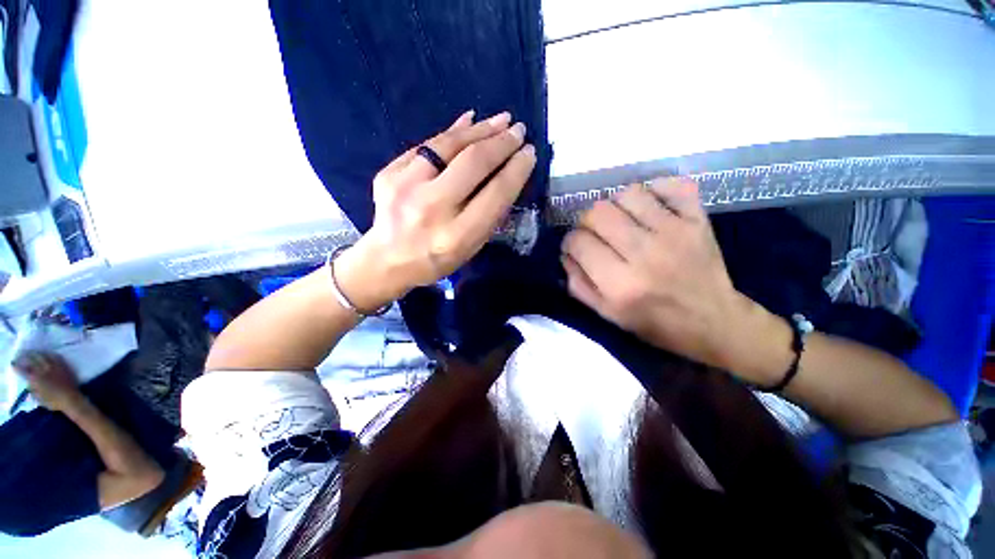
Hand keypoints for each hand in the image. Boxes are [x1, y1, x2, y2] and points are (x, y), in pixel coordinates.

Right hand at [12, 351, 84, 412]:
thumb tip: (29, 383)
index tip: (14, 364)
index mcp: (36, 379)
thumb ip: (32, 389)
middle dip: (27, 356)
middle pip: (34, 359)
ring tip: (36, 353)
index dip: (17, 367)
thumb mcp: (38, 398)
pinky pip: (57, 357)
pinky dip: (51, 355)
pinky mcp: (64, 366)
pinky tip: (49, 355)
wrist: (71, 399)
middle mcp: (44, 370)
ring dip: (39, 353)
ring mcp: (55, 367)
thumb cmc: (54, 402)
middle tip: (24, 355)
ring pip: (45, 355)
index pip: (23, 370)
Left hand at [335, 111, 536, 311]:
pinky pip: (427, 146)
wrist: (387, 259)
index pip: (495, 194)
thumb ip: (489, 215)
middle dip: (501, 143)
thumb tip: (506, 174)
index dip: (516, 170)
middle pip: (473, 163)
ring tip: (501, 120)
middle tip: (519, 131)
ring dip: (480, 130)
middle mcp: (431, 208)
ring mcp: (405, 187)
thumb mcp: (470, 248)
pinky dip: (452, 133)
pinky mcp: (388, 173)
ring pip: (448, 146)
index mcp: (456, 236)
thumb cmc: (436, 259)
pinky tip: (469, 122)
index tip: (529, 154)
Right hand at [561, 178, 788, 376]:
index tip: (576, 248)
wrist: (713, 321)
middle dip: (587, 222)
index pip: (578, 242)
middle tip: (595, 234)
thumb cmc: (654, 323)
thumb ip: (579, 284)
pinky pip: (670, 185)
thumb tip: (567, 254)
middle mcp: (644, 253)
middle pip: (597, 212)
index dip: (570, 242)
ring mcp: (674, 232)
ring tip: (621, 221)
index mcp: (620, 284)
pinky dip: (655, 190)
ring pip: (627, 194)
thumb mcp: (607, 315)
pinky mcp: (698, 220)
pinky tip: (650, 207)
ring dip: (616, 205)